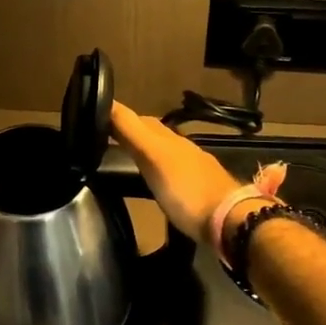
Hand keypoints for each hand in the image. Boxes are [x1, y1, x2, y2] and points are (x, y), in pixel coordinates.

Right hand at [109, 101, 244, 243]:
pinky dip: (158, 171)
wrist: (230, 222)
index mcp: (169, 138)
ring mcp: (194, 170)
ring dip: (145, 151)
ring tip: (124, 159)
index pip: (138, 119)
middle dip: (131, 132)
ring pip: (164, 152)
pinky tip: (154, 182)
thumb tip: (106, 102)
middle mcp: (182, 149)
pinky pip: (173, 173)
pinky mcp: (199, 192)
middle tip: (105, 138)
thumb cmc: (186, 190)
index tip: (95, 118)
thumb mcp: (153, 157)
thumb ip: (131, 131)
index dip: (118, 116)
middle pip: (152, 133)